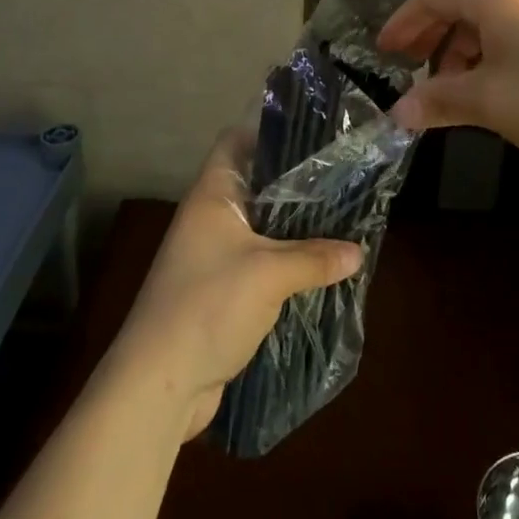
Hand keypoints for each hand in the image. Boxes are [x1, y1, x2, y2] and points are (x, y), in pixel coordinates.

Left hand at [109, 131, 365, 440]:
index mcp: (212, 196)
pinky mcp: (221, 293)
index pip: (235, 141)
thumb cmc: (208, 307)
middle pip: (255, 186)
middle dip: (295, 185)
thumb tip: (359, 252)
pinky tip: (320, 269)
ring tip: (341, 221)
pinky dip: (286, 265)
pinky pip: (260, 265)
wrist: (159, 385)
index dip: (268, 132)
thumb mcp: (269, 275)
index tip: (311, 136)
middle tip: (341, 179)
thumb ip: (315, 258)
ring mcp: (212, 257)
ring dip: (294, 230)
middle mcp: (209, 219)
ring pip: (261, 229)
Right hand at [376, 0, 518, 176]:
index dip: (405, 21)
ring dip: (462, 42)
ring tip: (453, 84)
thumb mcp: (489, 103)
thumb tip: (396, 114)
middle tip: (412, 64)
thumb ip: (438, 101)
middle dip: (432, 28)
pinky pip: (515, 25)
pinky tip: (492, 84)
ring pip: (490, 12)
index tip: (385, 52)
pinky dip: (490, 47)